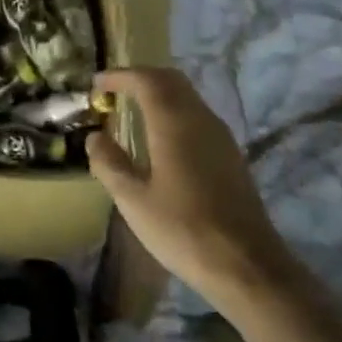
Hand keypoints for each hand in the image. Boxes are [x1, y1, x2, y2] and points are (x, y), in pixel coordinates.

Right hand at [85, 68, 299, 306]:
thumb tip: (95, 137)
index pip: (146, 80)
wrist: (246, 265)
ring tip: (131, 113)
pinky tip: (159, 140)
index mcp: (174, 123)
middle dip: (139, 79)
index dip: (119, 76)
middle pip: (170, 80)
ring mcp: (220, 136)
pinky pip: (196, 116)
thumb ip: (109, 163)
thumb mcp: (133, 200)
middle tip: (112, 93)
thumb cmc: (182, 230)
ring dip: (157, 94)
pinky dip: (173, 112)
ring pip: (186, 97)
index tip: (96, 85)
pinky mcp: (229, 154)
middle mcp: (200, 119)